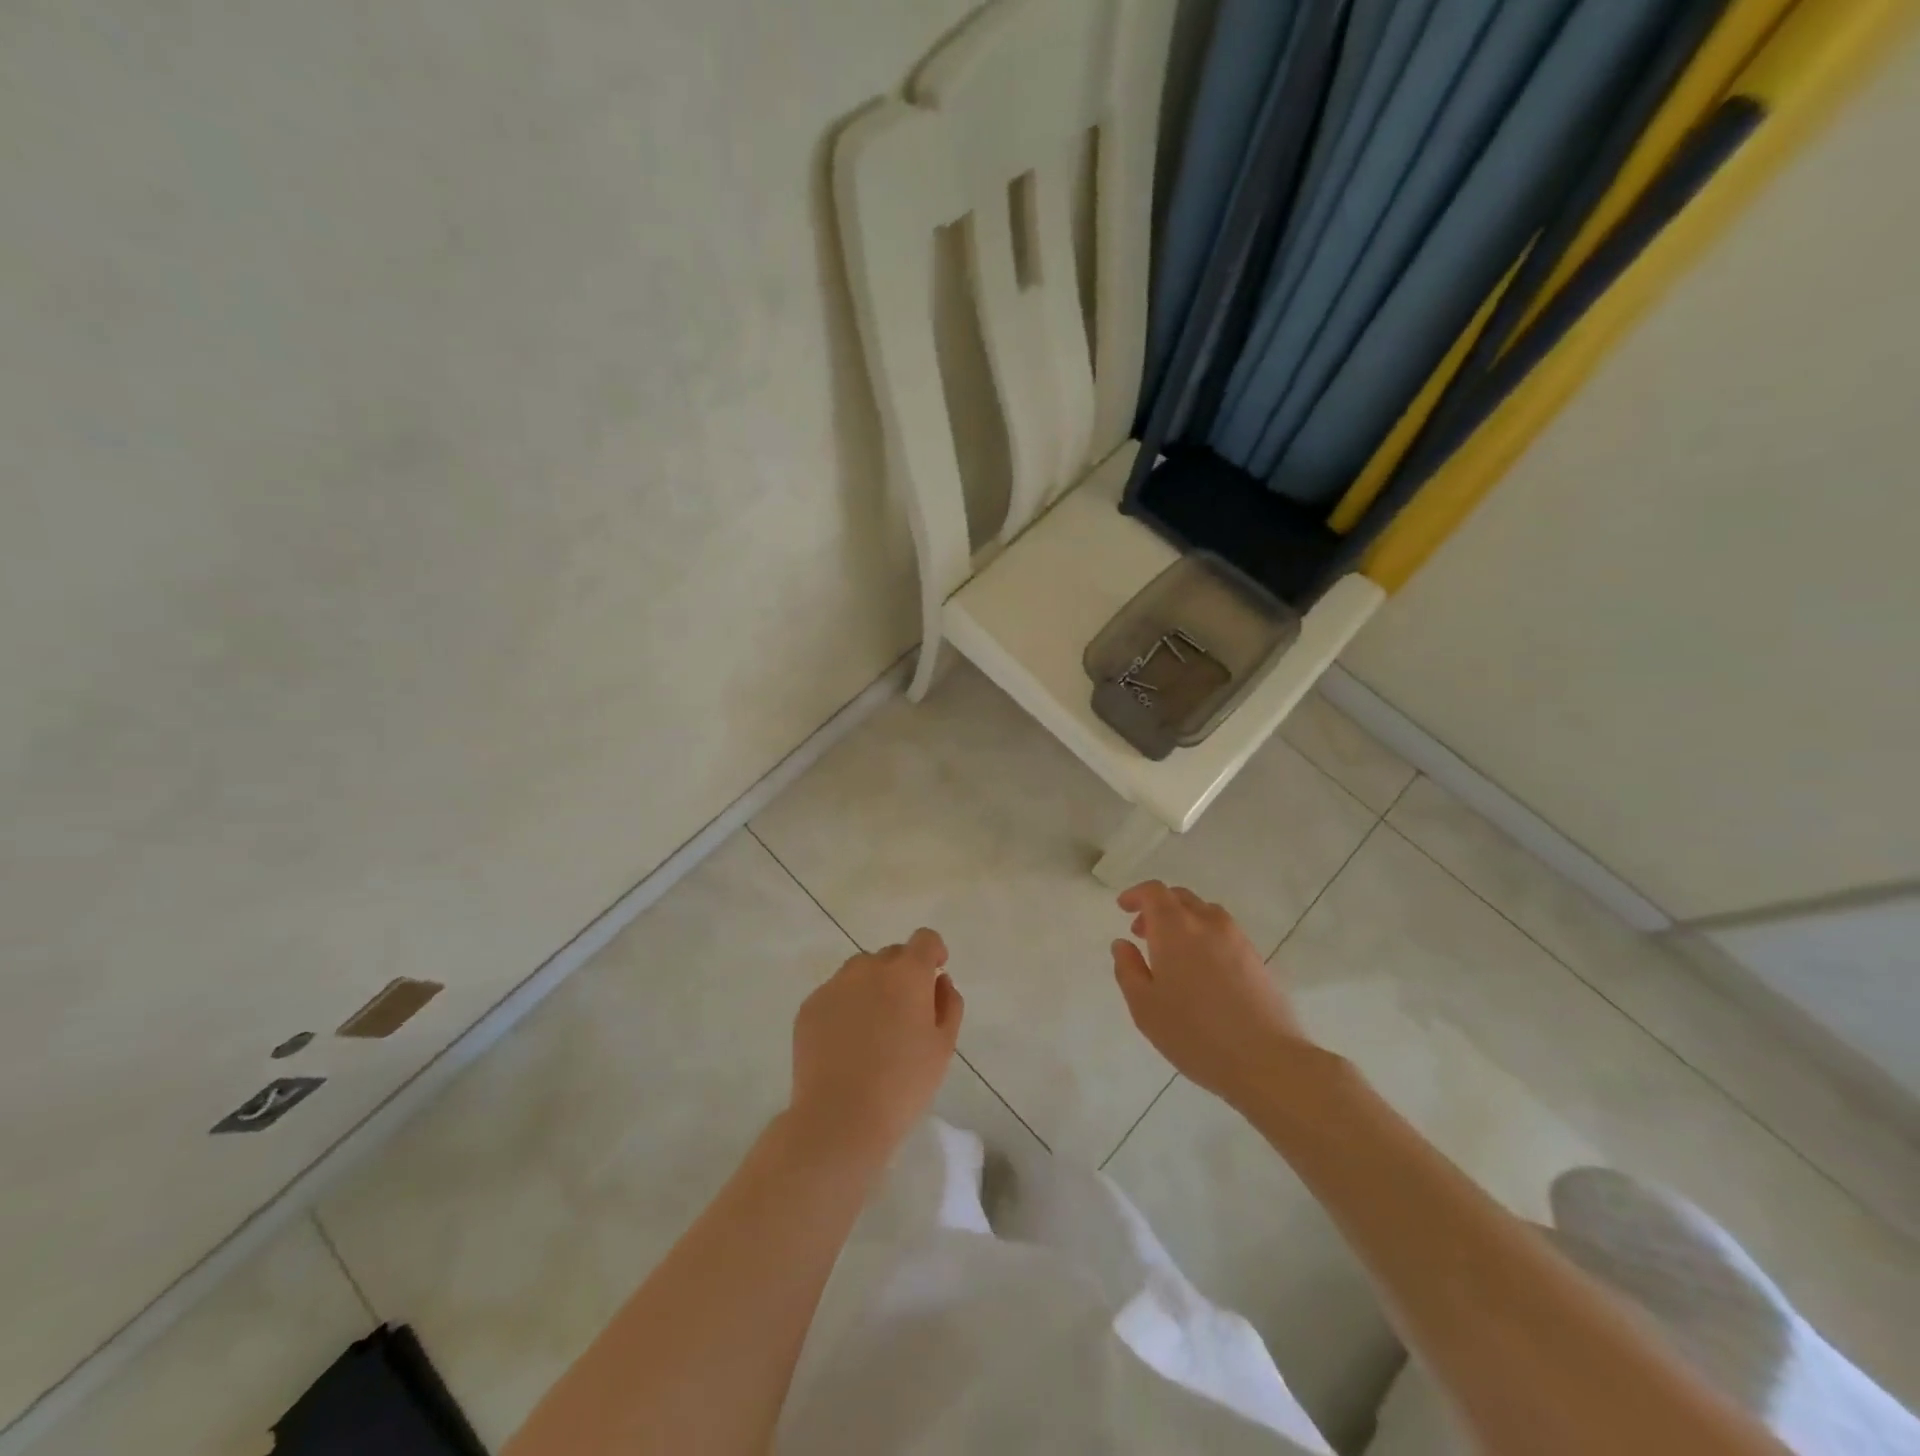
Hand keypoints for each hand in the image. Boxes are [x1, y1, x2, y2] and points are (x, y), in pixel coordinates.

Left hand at [788, 928, 963, 1167]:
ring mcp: (835, 985)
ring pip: (860, 972)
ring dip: (872, 987)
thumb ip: (948, 1004)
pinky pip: (835, 994)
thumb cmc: (903, 1085)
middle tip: (904, 1016)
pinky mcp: (809, 1006)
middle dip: (902, 975)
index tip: (934, 977)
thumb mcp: (943, 1047)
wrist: (840, 1118)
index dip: (933, 953)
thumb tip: (939, 981)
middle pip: (892, 955)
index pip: (925, 939)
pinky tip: (845, 1044)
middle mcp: (869, 967)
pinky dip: (845, 1007)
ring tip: (872, 1030)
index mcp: (907, 973)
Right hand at [1111, 881, 1308, 1109]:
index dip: (1136, 894)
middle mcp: (1207, 922)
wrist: (1266, 1060)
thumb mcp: (1144, 1006)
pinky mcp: (1256, 958)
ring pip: (1204, 913)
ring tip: (1172, 952)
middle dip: (1157, 908)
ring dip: (1183, 920)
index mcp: (1175, 928)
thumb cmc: (1194, 1033)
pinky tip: (1200, 970)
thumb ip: (1128, 969)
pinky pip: (1223, 932)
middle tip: (1143, 933)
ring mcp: (1236, 938)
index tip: (1123, 907)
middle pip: (1180, 897)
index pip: (1154, 892)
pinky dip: (1204, 936)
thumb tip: (1123, 944)